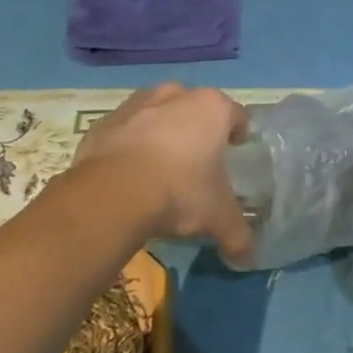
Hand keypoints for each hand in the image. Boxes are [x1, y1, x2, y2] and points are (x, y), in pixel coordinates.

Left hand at [75, 83, 251, 261]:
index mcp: (212, 108)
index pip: (236, 115)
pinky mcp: (104, 121)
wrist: (112, 194)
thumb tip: (247, 257)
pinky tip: (128, 172)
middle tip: (196, 160)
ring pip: (157, 112)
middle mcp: (176, 95)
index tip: (234, 151)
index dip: (237, 133)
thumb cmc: (179, 192)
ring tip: (160, 165)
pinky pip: (124, 129)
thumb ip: (238, 235)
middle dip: (197, 128)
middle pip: (194, 107)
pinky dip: (129, 143)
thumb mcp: (218, 218)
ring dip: (161, 130)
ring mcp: (136, 104)